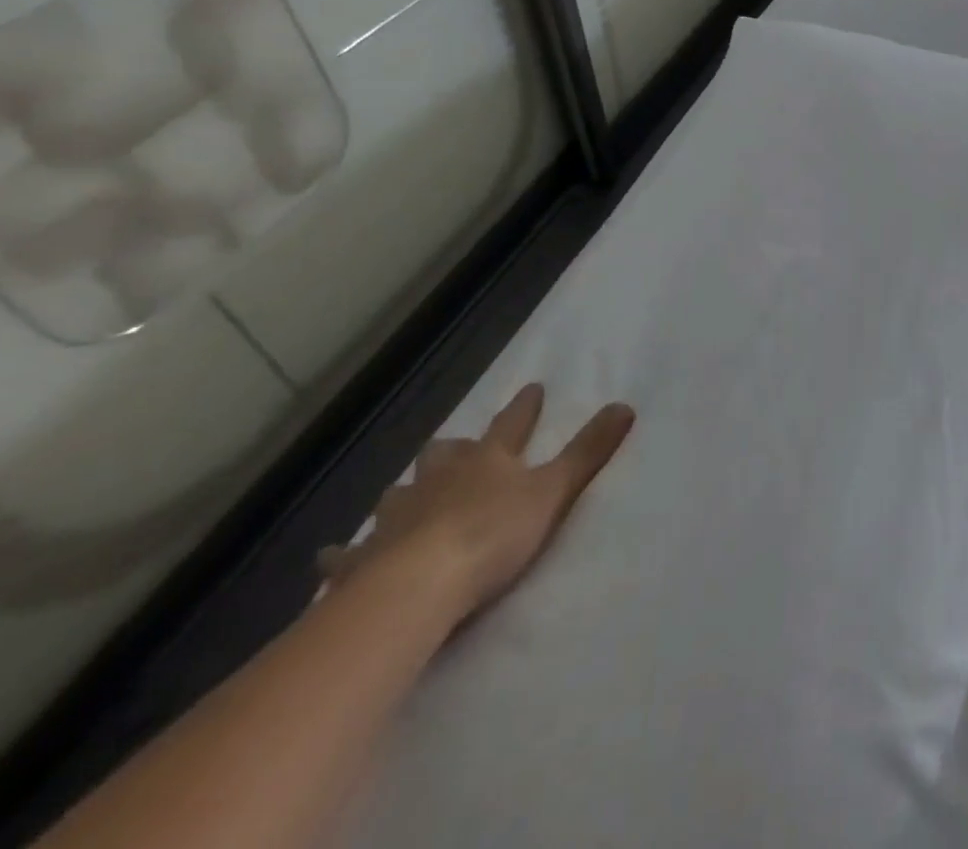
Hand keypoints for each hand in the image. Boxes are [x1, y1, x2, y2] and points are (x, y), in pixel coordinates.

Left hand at [319, 385, 634, 624]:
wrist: (417, 588)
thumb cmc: (493, 534)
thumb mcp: (554, 490)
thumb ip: (589, 451)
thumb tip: (626, 405)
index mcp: (487, 461)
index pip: (511, 425)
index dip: (524, 408)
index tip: (533, 388)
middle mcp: (439, 480)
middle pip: (444, 455)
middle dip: (453, 450)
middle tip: (456, 449)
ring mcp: (396, 518)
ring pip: (399, 495)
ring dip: (405, 494)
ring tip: (403, 497)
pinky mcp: (362, 561)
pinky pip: (349, 553)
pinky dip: (345, 552)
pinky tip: (332, 557)